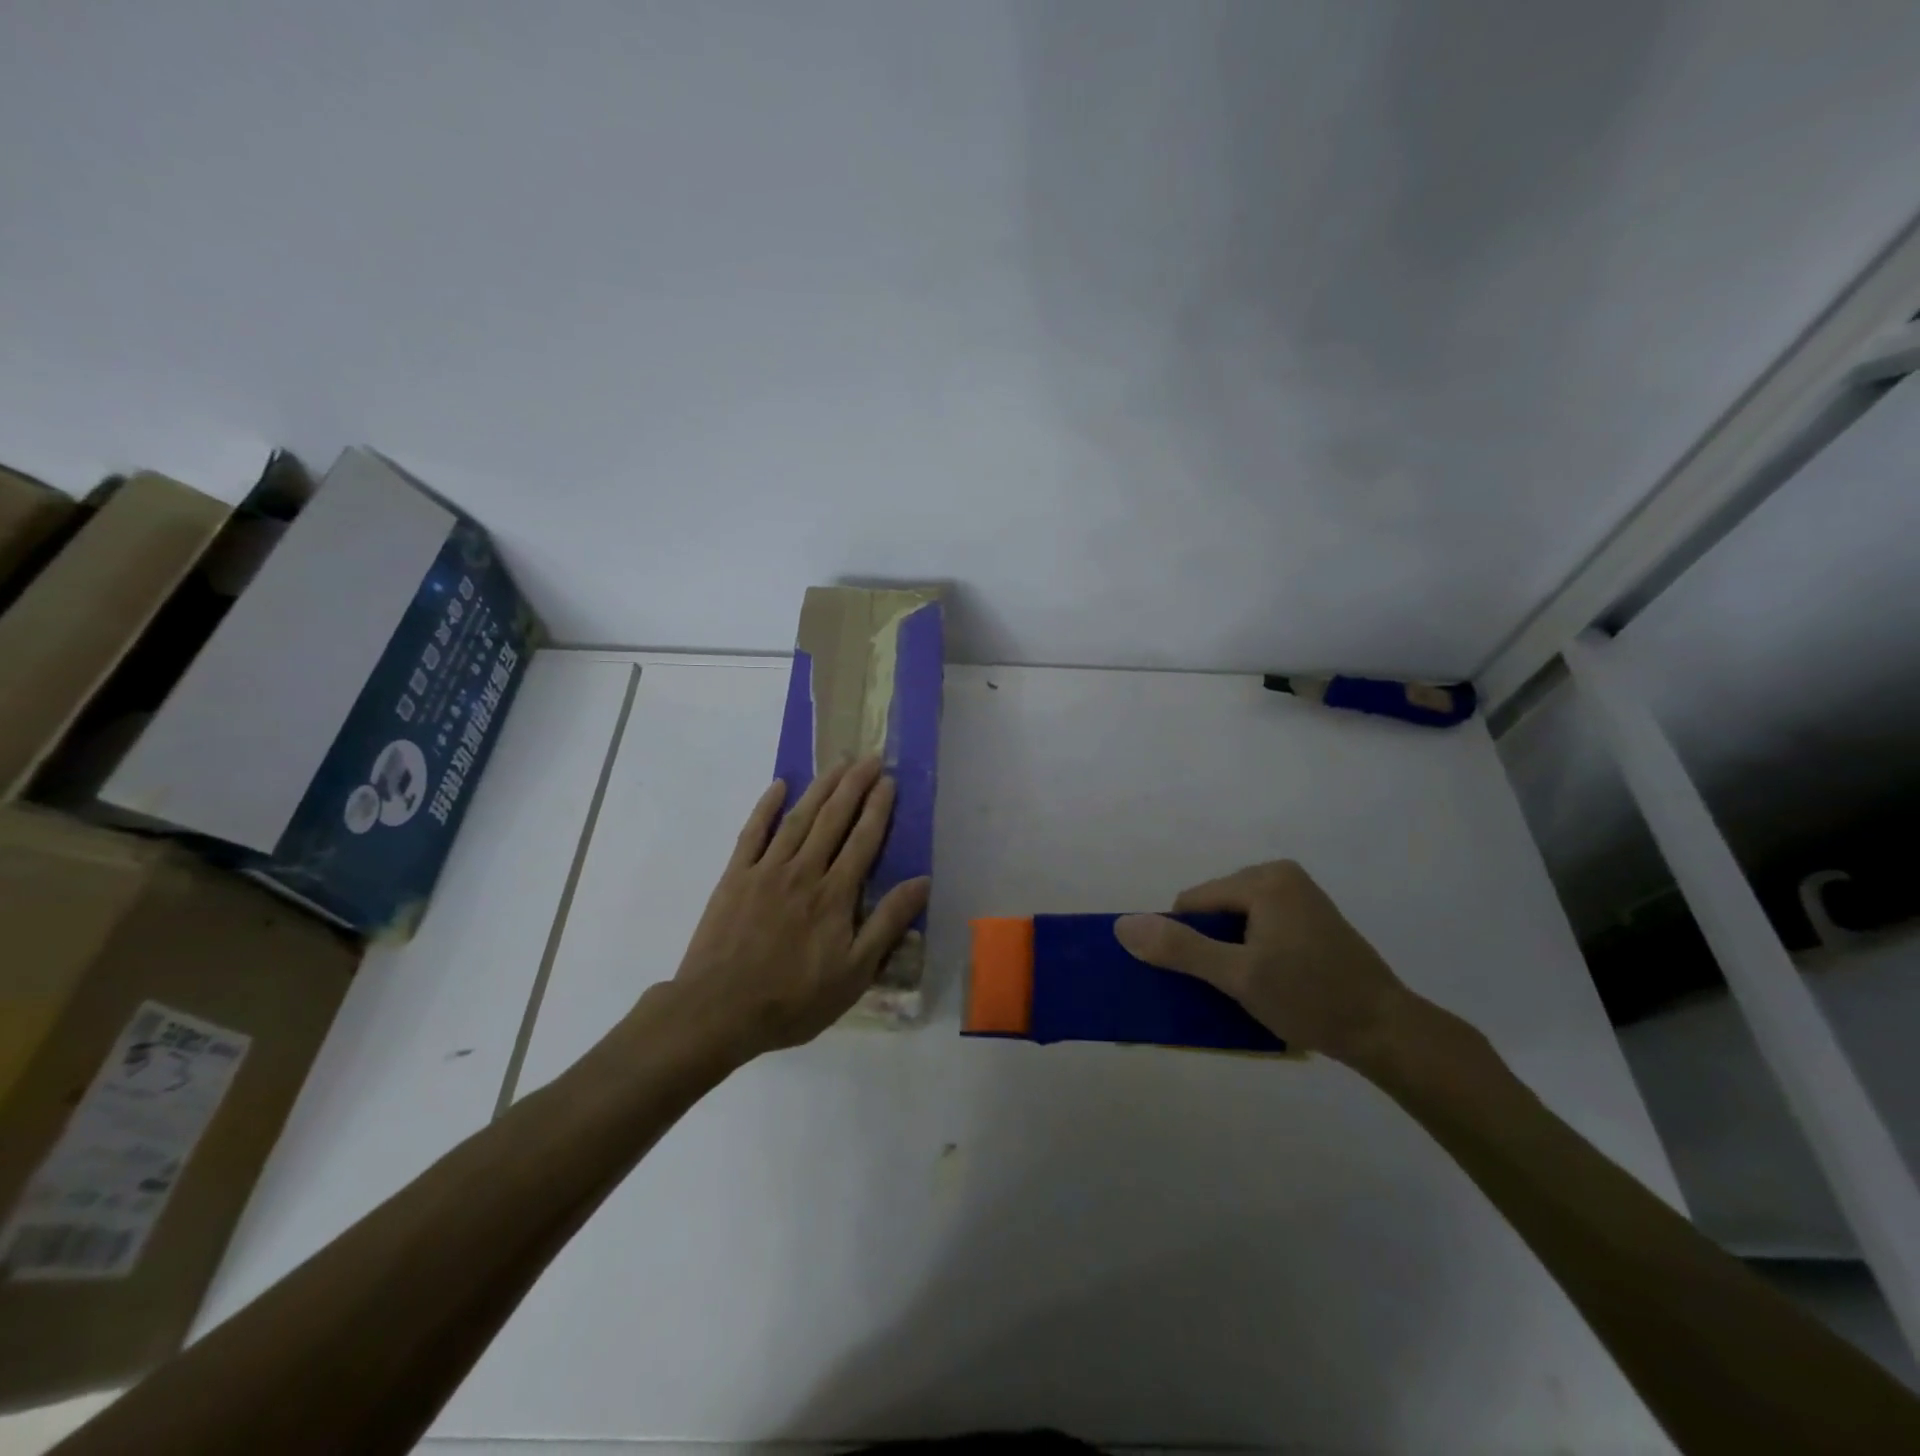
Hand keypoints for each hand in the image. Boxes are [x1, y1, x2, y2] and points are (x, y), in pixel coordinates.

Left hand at [662, 756, 930, 1061]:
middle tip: (869, 757)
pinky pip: (753, 833)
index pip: (863, 841)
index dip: (878, 808)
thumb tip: (921, 882)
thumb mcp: (854, 974)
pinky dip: (767, 807)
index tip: (889, 781)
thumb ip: (887, 924)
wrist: (718, 1011)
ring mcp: (766, 870)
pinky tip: (779, 786)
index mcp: (834, 895)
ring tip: (838, 763)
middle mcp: (803, 872)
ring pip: (799, 818)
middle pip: (833, 819)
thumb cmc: (792, 1000)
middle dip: (854, 786)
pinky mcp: (734, 877)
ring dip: (820, 787)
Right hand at [1114, 860, 1412, 1063]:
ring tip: (1253, 987)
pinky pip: (1261, 925)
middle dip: (1212, 946)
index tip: (1207, 980)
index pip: (1193, 903)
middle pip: (1215, 909)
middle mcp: (1281, 875)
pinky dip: (1254, 950)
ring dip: (1233, 951)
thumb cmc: (1310, 998)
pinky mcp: (1312, 916)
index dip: (1187, 942)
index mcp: (1263, 879)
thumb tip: (1123, 926)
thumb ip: (1180, 949)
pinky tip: (1271, 980)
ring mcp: (1300, 895)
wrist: (1387, 1031)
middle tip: (1233, 987)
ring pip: (1237, 920)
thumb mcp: (1238, 976)